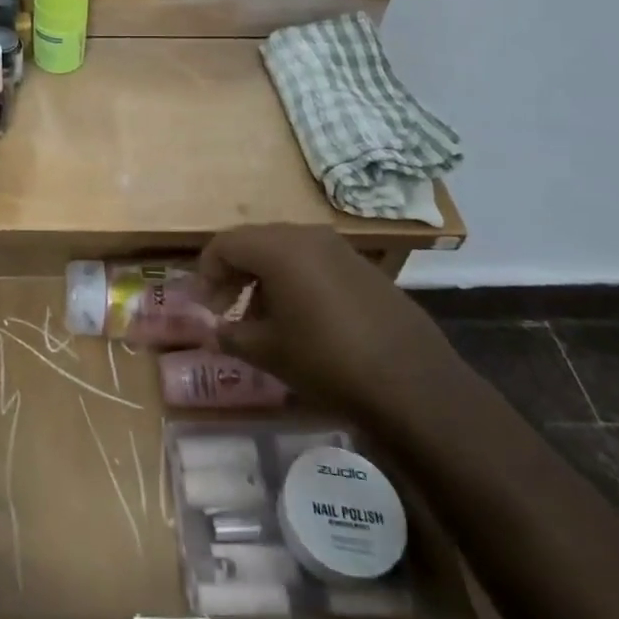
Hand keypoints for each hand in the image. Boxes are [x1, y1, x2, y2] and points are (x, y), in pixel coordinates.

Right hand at [199, 225, 459, 423]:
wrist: (413, 383)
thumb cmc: (326, 361)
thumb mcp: (268, 352)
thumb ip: (230, 335)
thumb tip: (213, 331)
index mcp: (277, 248)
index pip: (224, 243)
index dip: (206, 273)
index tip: (205, 307)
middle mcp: (307, 236)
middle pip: (254, 242)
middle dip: (234, 274)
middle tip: (226, 312)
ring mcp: (340, 249)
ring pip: (285, 251)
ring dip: (264, 279)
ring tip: (263, 321)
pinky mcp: (363, 267)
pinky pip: (315, 262)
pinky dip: (295, 281)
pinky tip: (302, 320)